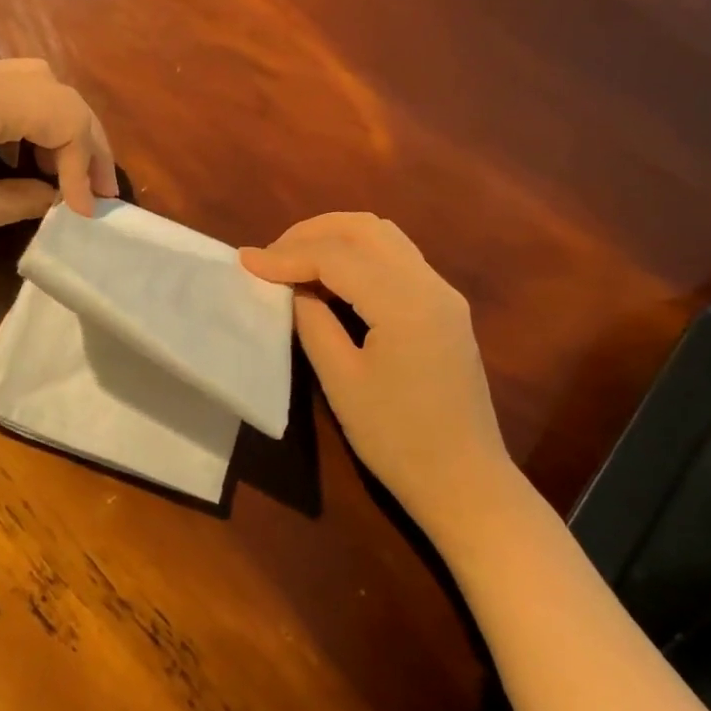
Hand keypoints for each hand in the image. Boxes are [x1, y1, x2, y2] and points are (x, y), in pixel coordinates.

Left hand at [0, 59, 116, 250]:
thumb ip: (28, 200)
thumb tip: (61, 199)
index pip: (65, 118)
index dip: (86, 165)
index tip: (85, 212)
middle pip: (58, 92)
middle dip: (87, 140)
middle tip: (98, 188)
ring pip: (34, 85)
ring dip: (58, 127)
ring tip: (65, 174)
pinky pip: (5, 94)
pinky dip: (28, 123)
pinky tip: (23, 161)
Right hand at [241, 214, 517, 532]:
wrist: (465, 481)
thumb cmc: (397, 439)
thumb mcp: (342, 381)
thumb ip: (313, 323)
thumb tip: (293, 289)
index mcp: (405, 303)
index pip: (337, 257)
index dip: (287, 255)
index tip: (245, 261)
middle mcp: (430, 284)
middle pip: (365, 229)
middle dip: (312, 232)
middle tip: (271, 255)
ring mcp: (443, 294)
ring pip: (384, 237)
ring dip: (336, 238)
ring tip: (295, 261)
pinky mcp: (445, 308)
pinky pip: (397, 259)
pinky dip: (358, 256)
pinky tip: (330, 279)